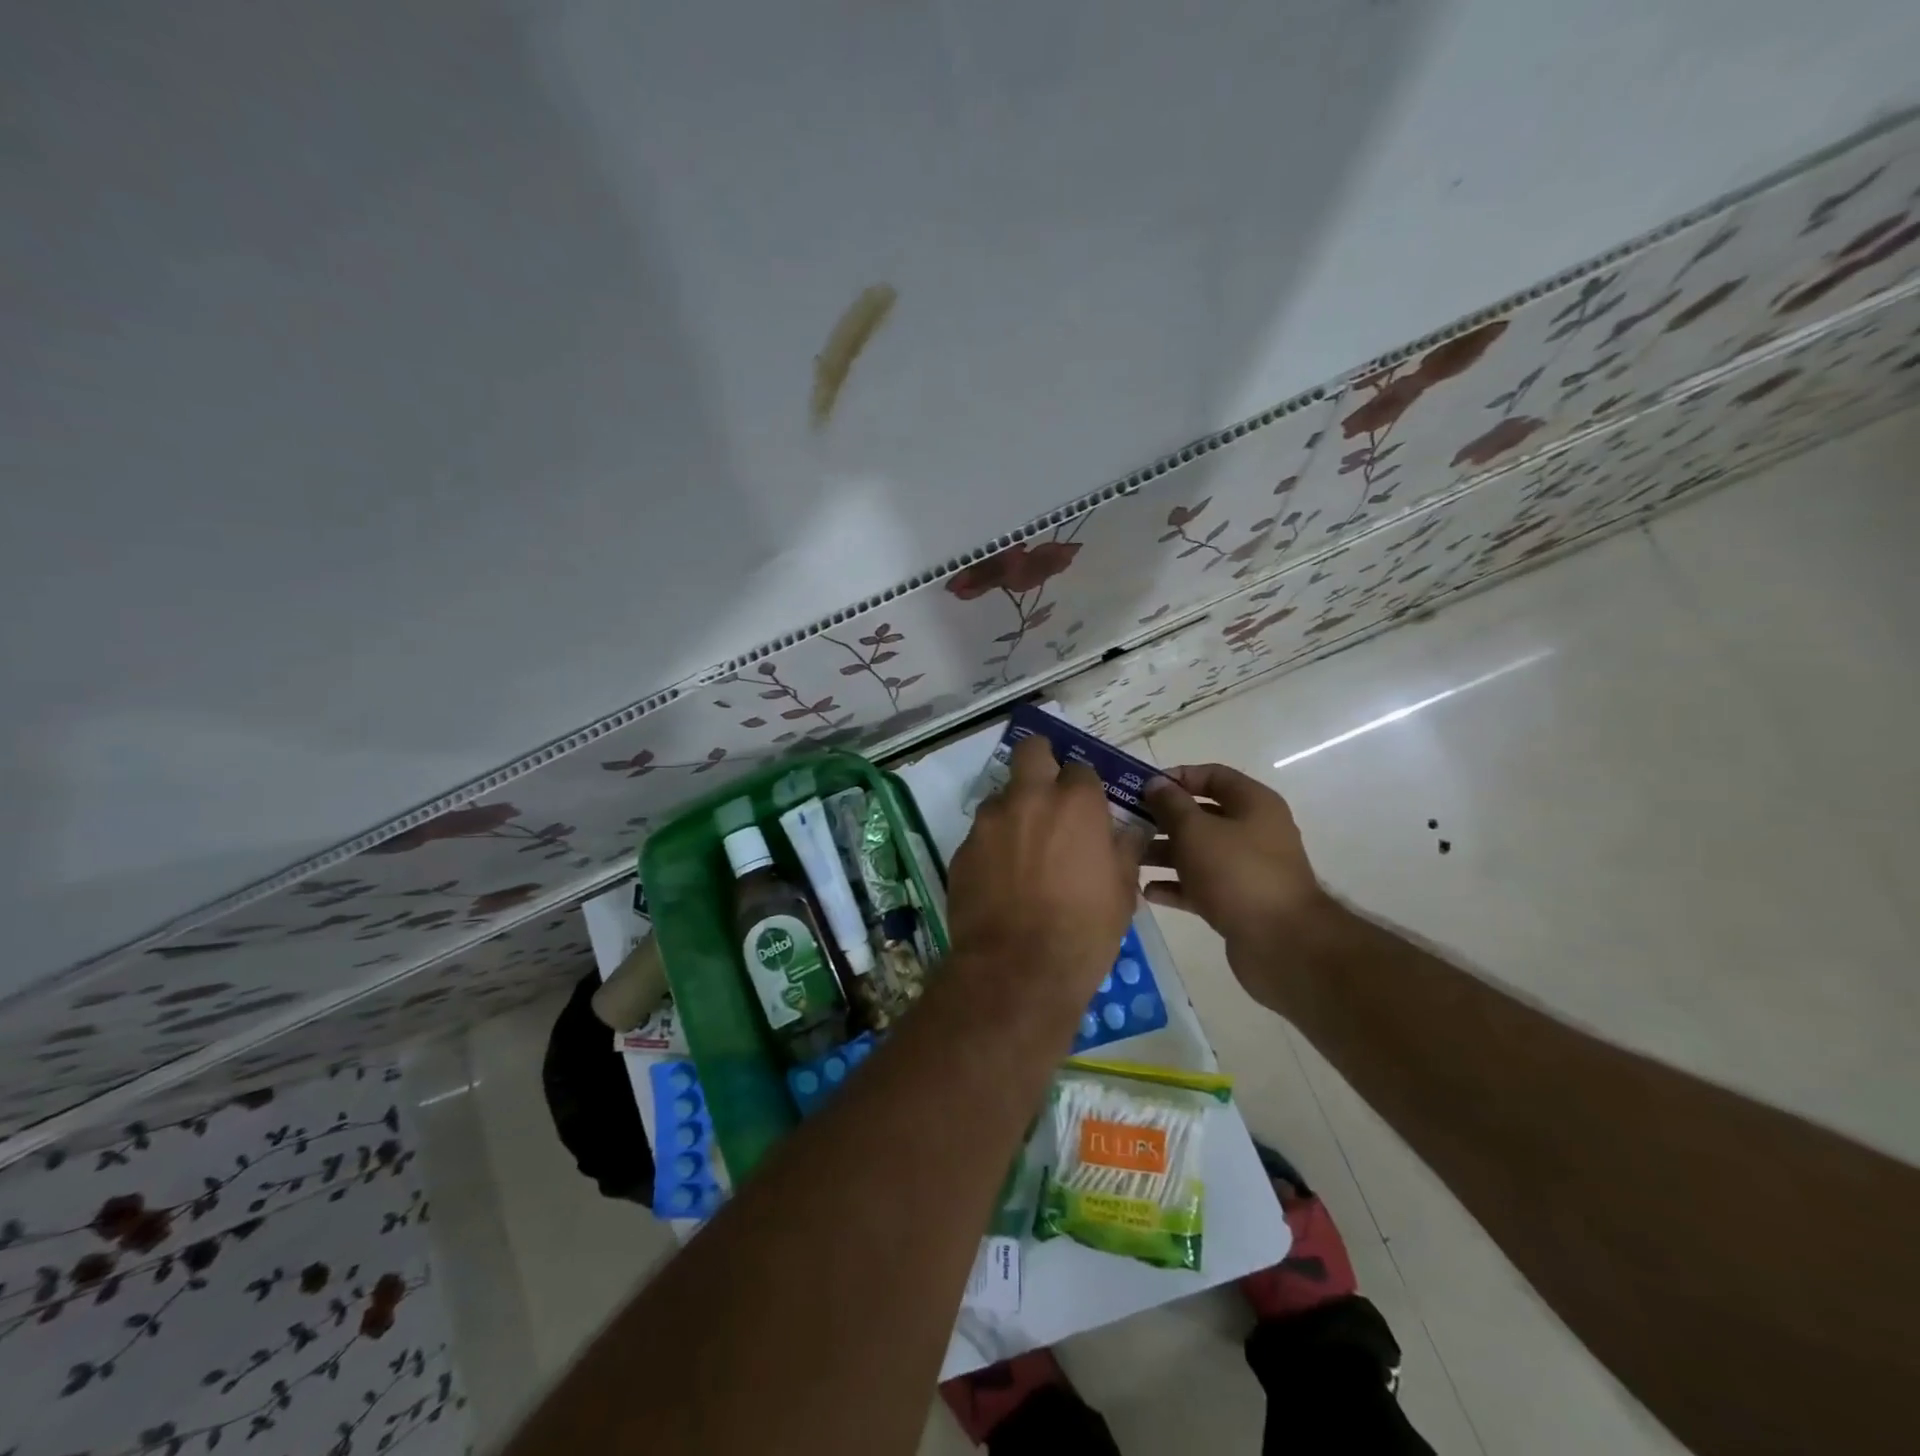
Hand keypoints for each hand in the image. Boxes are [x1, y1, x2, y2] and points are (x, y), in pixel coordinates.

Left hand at [947, 735, 1148, 1004]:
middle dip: (1040, 762)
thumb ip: (1125, 849)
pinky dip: (994, 844)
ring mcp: (990, 821)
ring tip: (1024, 849)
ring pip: (1002, 795)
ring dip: (1014, 810)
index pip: (1081, 769)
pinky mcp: (962, 848)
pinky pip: (982, 833)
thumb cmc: (1083, 931)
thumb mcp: (1122, 892)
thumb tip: (1132, 829)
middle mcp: (1029, 798)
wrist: (1017, 970)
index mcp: (1075, 803)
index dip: (1084, 787)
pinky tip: (1002, 877)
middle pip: (1031, 751)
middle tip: (1048, 792)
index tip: (1086, 809)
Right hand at [1142, 764, 1332, 976]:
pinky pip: (1202, 885)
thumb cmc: (1237, 873)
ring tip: (1130, 859)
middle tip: (1127, 824)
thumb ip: (1171, 804)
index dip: (1178, 777)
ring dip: (1165, 853)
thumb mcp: (1196, 830)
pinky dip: (1177, 886)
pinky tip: (1147, 892)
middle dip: (1164, 819)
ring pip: (1199, 852)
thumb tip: (1156, 784)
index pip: (1213, 776)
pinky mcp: (1239, 901)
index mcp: (1253, 803)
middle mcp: (1254, 831)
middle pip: (1202, 815)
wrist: (1281, 943)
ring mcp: (1247, 869)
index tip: (1142, 788)